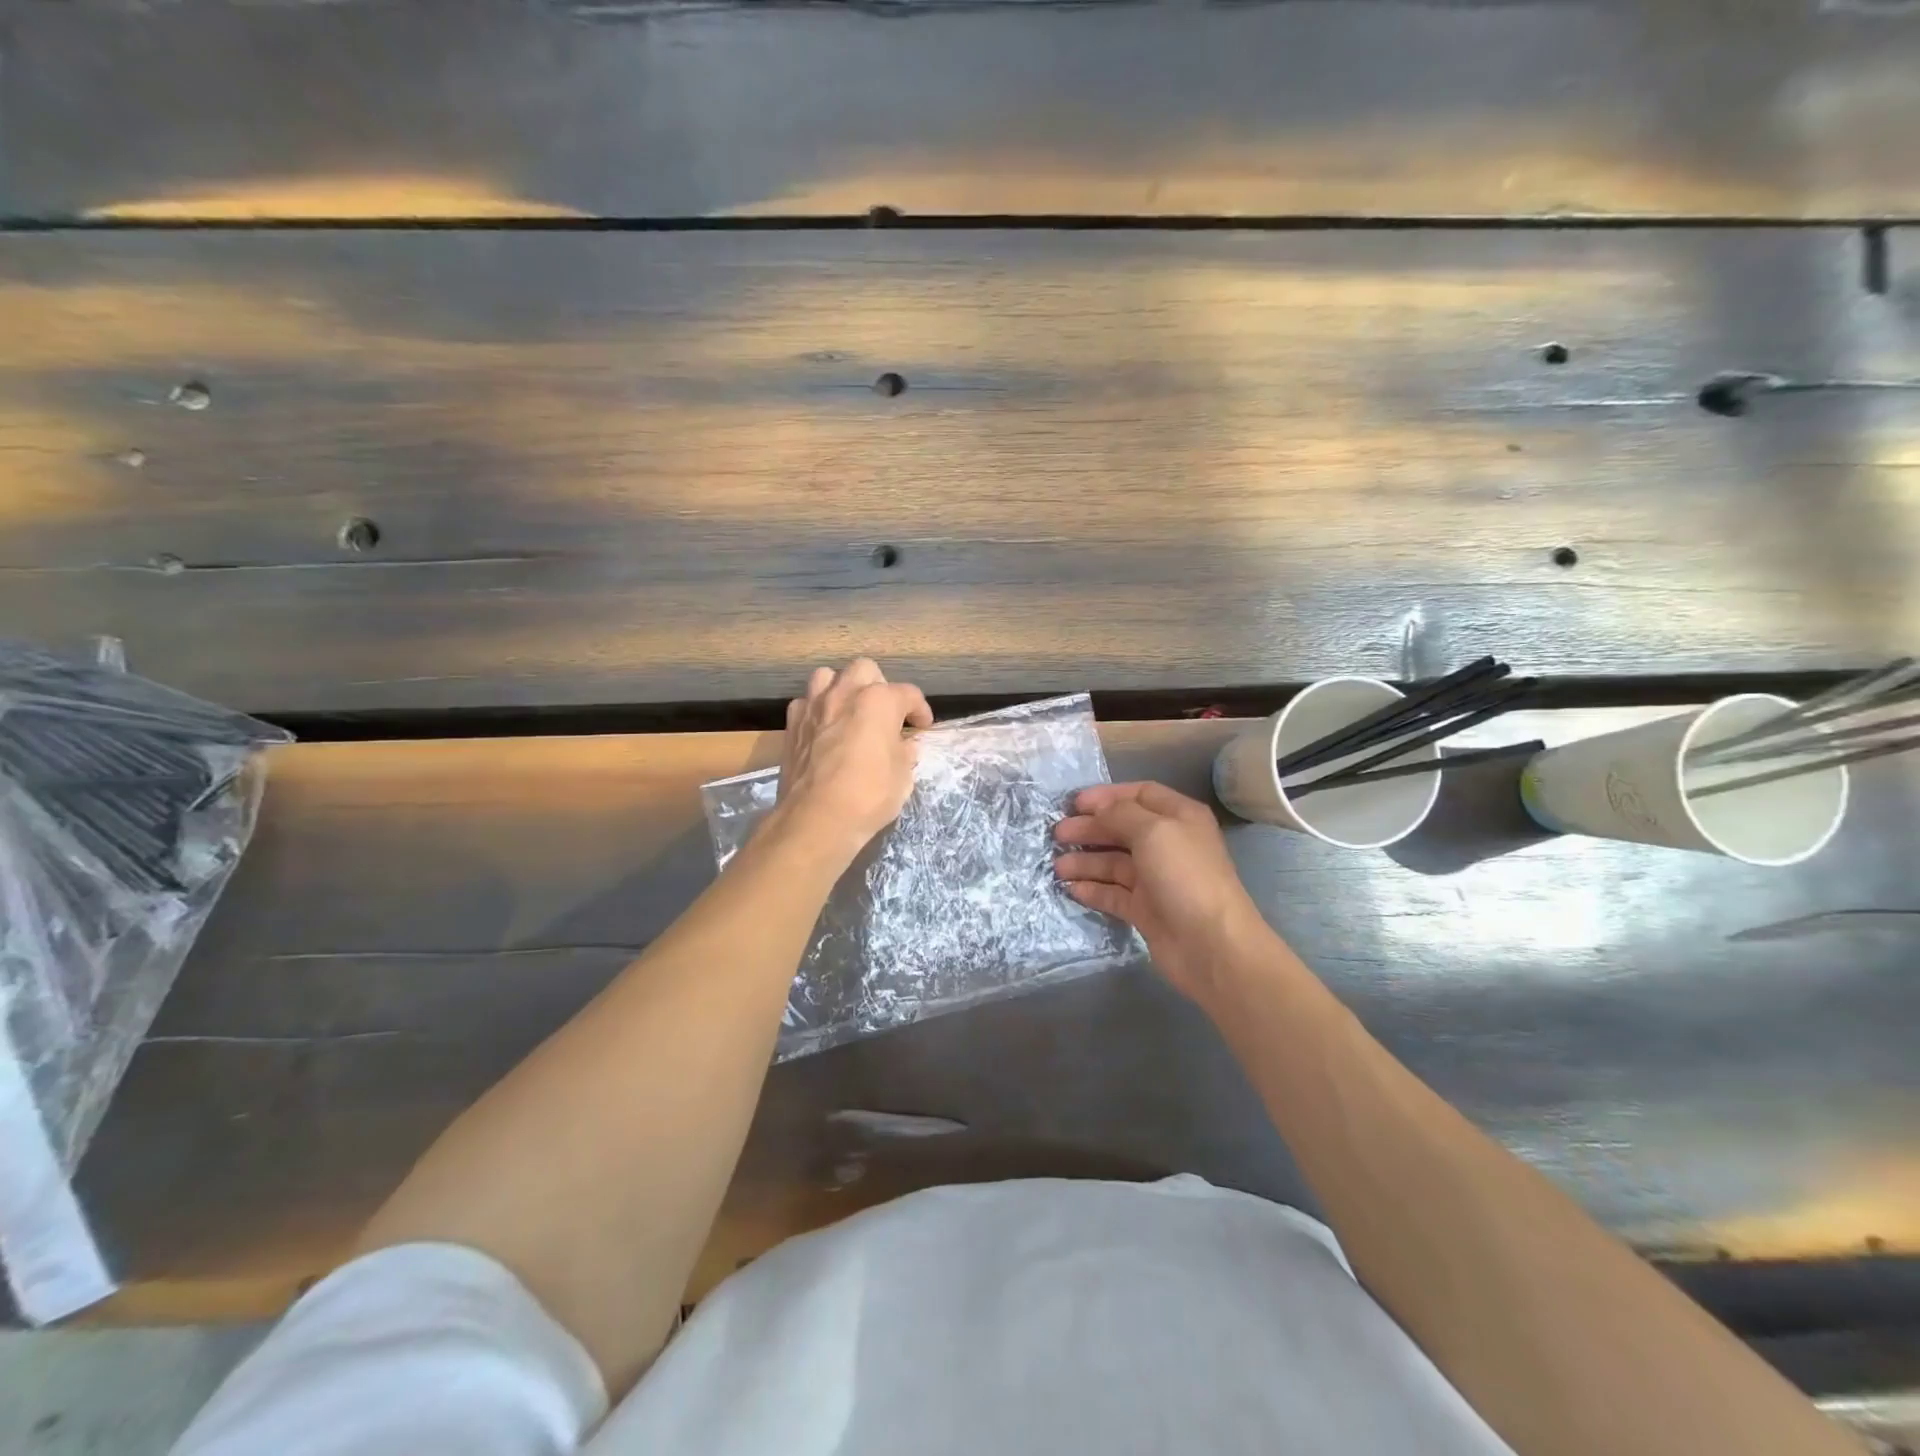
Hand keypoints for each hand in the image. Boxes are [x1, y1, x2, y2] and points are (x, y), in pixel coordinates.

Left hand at [773, 659, 932, 864]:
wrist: (816, 819)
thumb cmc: (869, 796)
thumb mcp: (903, 777)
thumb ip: (905, 752)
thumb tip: (904, 745)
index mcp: (879, 701)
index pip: (908, 694)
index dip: (920, 710)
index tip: (922, 727)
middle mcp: (845, 693)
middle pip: (865, 670)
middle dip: (879, 686)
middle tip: (885, 714)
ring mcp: (814, 706)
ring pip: (828, 676)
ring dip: (842, 688)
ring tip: (850, 711)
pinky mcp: (791, 724)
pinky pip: (806, 703)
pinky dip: (817, 710)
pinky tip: (824, 729)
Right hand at [1054, 782, 1273, 1001]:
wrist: (1210, 944)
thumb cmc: (1184, 876)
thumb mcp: (1153, 831)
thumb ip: (1120, 813)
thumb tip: (1097, 810)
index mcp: (1178, 817)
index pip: (1140, 794)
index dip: (1106, 796)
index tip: (1074, 803)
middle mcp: (1168, 844)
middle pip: (1122, 828)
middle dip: (1090, 829)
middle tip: (1057, 835)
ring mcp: (1156, 879)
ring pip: (1114, 863)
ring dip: (1085, 861)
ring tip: (1058, 867)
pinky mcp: (1145, 910)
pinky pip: (1113, 893)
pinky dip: (1092, 889)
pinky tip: (1070, 888)